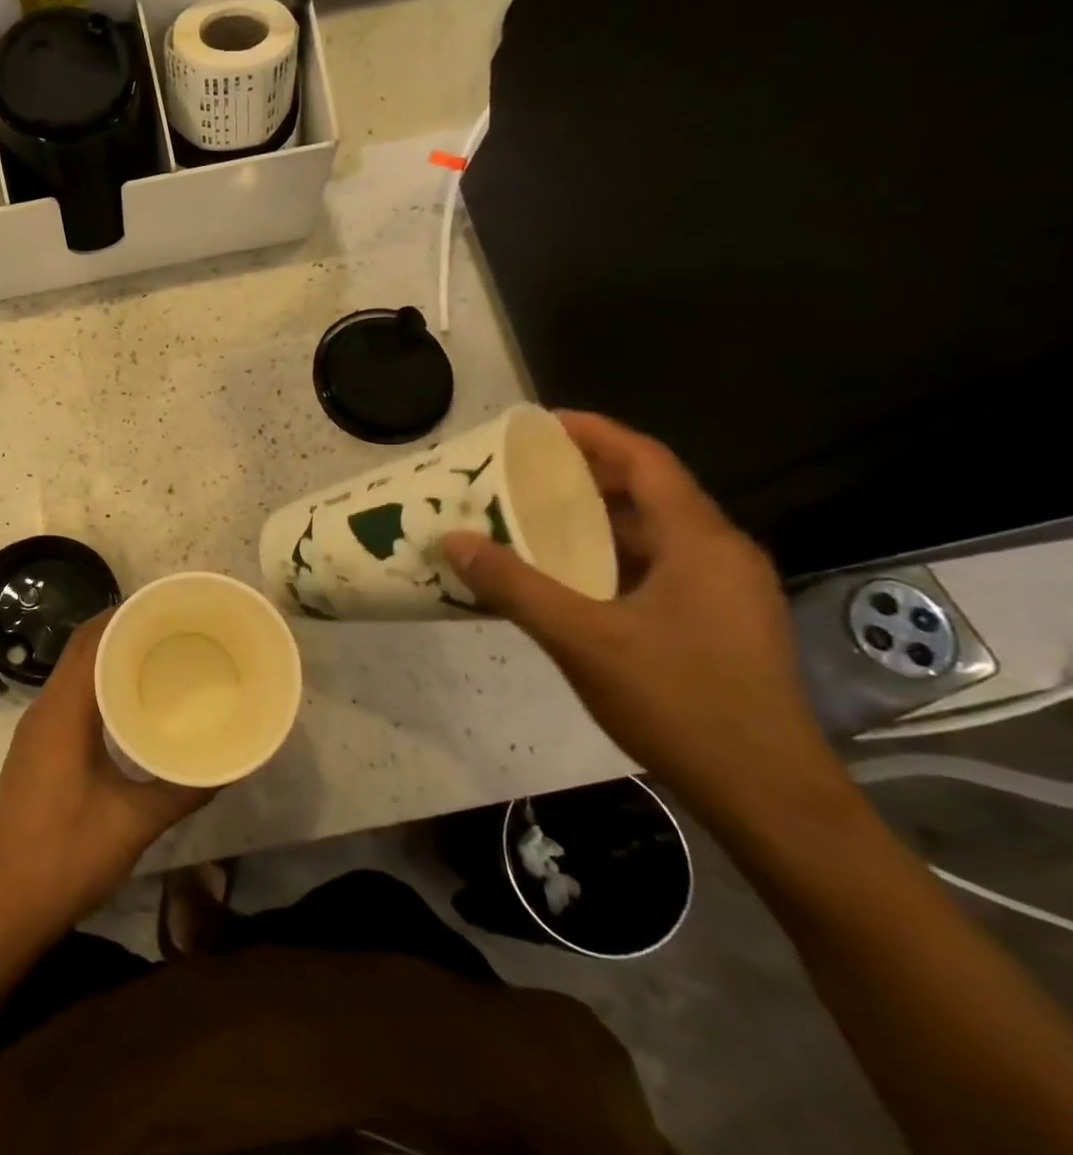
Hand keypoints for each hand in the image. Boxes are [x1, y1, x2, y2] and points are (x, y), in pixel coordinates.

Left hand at [0, 612, 212, 950]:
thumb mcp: (134, 823)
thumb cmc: (66, 856)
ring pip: (72, 672)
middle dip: (121, 630)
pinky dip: (96, 685)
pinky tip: (127, 704)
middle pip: (80, 648)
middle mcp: (44, 709)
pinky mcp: (35, 749)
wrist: (1, 907)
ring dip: (107, 657)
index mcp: (63, 711)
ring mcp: (35, 730)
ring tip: (157, 657)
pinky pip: (67, 697)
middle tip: (172, 629)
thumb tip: (228, 766)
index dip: (126, 616)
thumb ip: (183, 791)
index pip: (91, 640)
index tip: (167, 608)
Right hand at [440, 411, 838, 821]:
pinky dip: (607, 557)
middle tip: (520, 470)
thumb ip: (515, 585)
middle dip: (584, 474)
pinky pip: (655, 567)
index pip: (646, 460)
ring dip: (593, 519)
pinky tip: (565, 576)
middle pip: (648, 491)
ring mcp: (723, 591)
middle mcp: (719, 553)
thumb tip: (453, 539)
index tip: (538, 423)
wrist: (767, 796)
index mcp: (699, 542)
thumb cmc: (680, 703)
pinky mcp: (717, 622)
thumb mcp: (582, 639)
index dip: (593, 432)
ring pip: (651, 533)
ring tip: (531, 516)